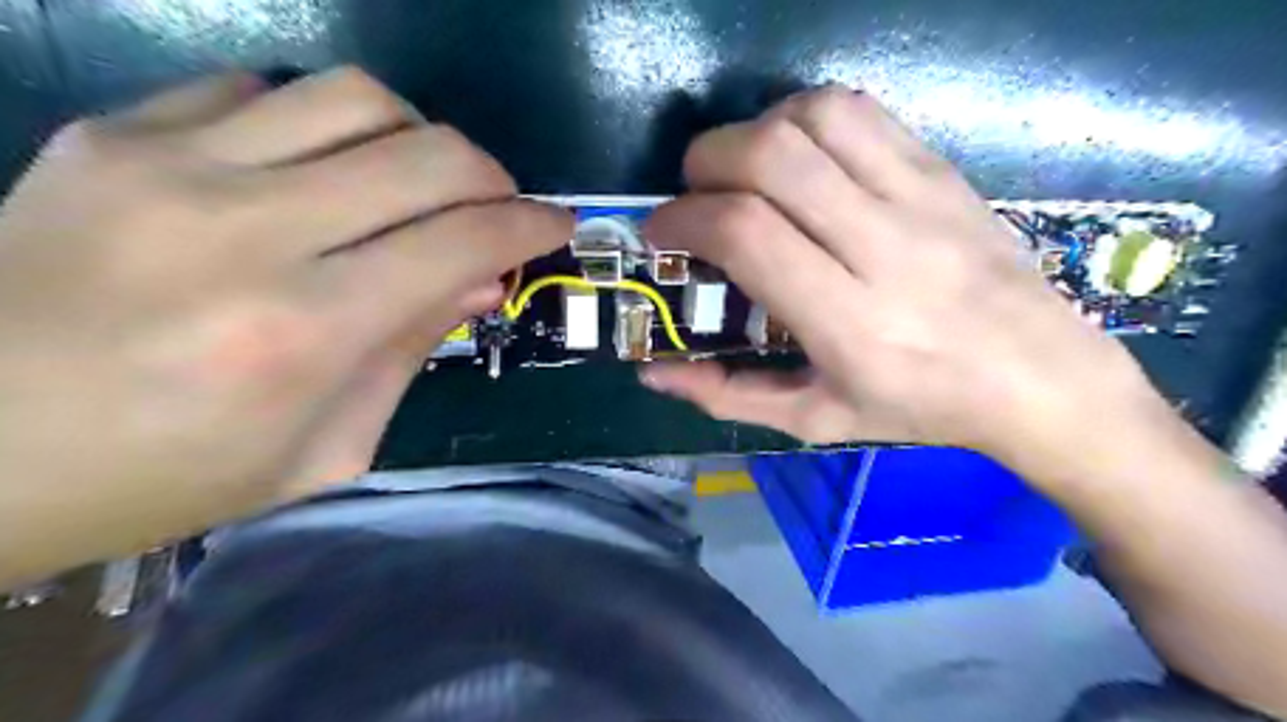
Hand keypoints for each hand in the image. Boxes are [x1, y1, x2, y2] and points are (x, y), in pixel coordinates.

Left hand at [1, 68, 571, 585]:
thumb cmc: (166, 477)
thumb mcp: (324, 449)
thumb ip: (411, 352)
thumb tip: (482, 281)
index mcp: (304, 331)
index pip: (462, 241)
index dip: (530, 224)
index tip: (559, 224)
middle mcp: (248, 231)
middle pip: (427, 154)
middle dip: (492, 176)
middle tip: (498, 207)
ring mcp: (170, 166)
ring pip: (356, 97)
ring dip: (418, 138)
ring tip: (417, 184)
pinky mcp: (112, 133)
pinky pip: (262, 88)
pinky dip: (322, 125)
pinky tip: (318, 170)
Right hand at [642, 88, 1168, 480]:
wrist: (1039, 375)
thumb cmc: (919, 407)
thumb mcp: (814, 419)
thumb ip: (728, 395)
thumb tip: (652, 373)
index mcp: (849, 322)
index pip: (747, 233)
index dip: (684, 217)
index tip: (662, 232)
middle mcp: (883, 248)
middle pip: (771, 158)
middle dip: (706, 162)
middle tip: (694, 196)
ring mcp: (920, 198)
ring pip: (813, 118)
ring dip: (754, 132)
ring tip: (742, 173)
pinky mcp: (941, 169)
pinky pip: (859, 111)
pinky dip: (804, 117)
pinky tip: (796, 156)